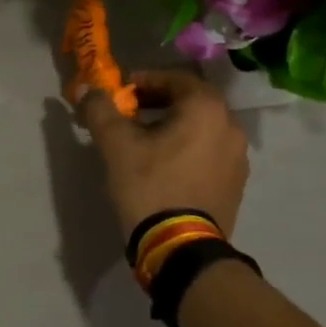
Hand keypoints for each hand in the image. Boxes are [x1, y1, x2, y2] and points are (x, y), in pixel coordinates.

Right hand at [78, 70, 248, 239]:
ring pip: (202, 127)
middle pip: (192, 101)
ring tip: (145, 140)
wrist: (181, 248)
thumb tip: (87, 89)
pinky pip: (210, 151)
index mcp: (206, 109)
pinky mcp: (235, 183)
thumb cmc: (150, 186)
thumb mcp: (116, 145)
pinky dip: (188, 147)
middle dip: (159, 101)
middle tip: (131, 111)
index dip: (145, 80)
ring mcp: (237, 157)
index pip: (176, 78)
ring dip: (174, 125)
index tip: (122, 91)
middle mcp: (230, 126)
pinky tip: (165, 165)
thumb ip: (100, 110)